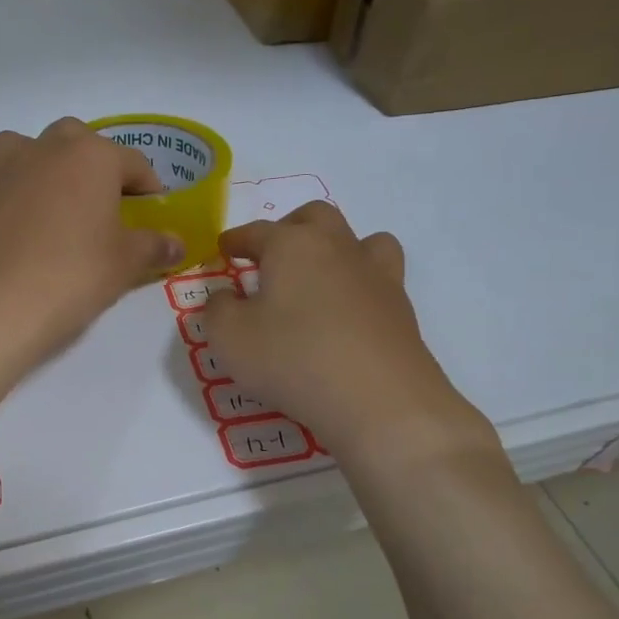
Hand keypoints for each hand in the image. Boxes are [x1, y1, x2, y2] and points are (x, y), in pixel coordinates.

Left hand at [0, 118, 183, 372]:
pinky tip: (9, 229)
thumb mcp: (125, 264)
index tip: (152, 211)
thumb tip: (176, 243)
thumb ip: (153, 246)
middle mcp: (43, 150)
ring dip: (38, 166)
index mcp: (90, 157)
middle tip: (99, 202)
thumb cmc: (72, 277)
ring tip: (48, 202)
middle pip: (74, 140)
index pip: (132, 162)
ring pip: (22, 149)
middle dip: (90, 163)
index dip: (148, 186)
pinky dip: (2, 200)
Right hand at [205, 202, 499, 472]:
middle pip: (314, 217)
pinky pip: (379, 279)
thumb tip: (226, 296)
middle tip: (271, 256)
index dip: (237, 240)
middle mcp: (337, 247)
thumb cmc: (292, 359)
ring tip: (319, 276)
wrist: (379, 401)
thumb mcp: (229, 338)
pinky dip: (359, 284)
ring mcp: (376, 275)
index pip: (257, 231)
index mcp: (292, 245)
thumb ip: (218, 309)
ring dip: (336, 248)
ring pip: (361, 239)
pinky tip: (345, 313)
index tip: (225, 249)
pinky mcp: (401, 309)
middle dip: (289, 227)